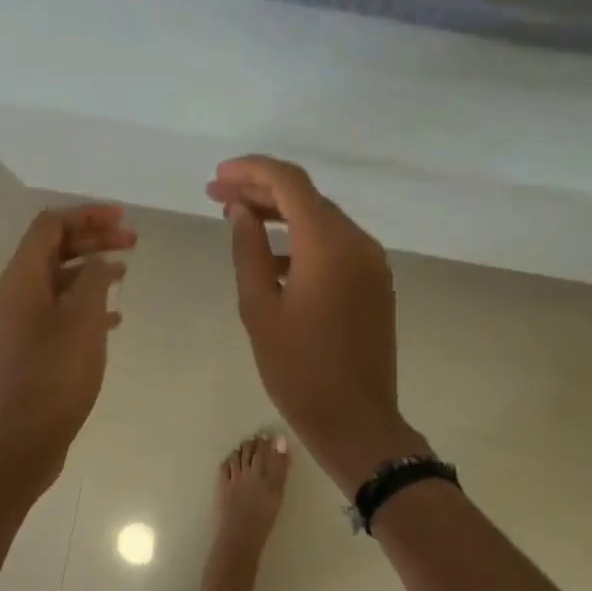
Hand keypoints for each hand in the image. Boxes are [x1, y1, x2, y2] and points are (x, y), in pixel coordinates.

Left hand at [0, 204, 135, 476]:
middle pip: (53, 249)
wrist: (27, 436)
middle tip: (132, 241)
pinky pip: (59, 309)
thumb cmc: (56, 373)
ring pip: (58, 280)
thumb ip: (94, 279)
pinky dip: (86, 302)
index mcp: (21, 279)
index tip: (122, 218)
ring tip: (126, 271)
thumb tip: (101, 262)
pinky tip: (115, 316)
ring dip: (91, 269)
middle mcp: (15, 293)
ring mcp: (21, 321)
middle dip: (93, 239)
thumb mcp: (83, 318)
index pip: (50, 226)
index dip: (86, 215)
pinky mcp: (31, 346)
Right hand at [208, 156, 422, 493]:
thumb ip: (248, 249)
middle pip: (306, 197)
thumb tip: (240, 211)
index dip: (250, 170)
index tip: (217, 176)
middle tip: (216, 194)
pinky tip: (271, 257)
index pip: (289, 182)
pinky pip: (335, 245)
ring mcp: (371, 262)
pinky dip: (302, 239)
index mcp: (328, 244)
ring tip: (237, 218)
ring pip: (322, 219)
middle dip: (261, 190)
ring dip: (281, 213)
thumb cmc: (298, 368)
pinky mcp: (375, 282)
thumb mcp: (258, 308)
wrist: (355, 420)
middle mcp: (358, 242)